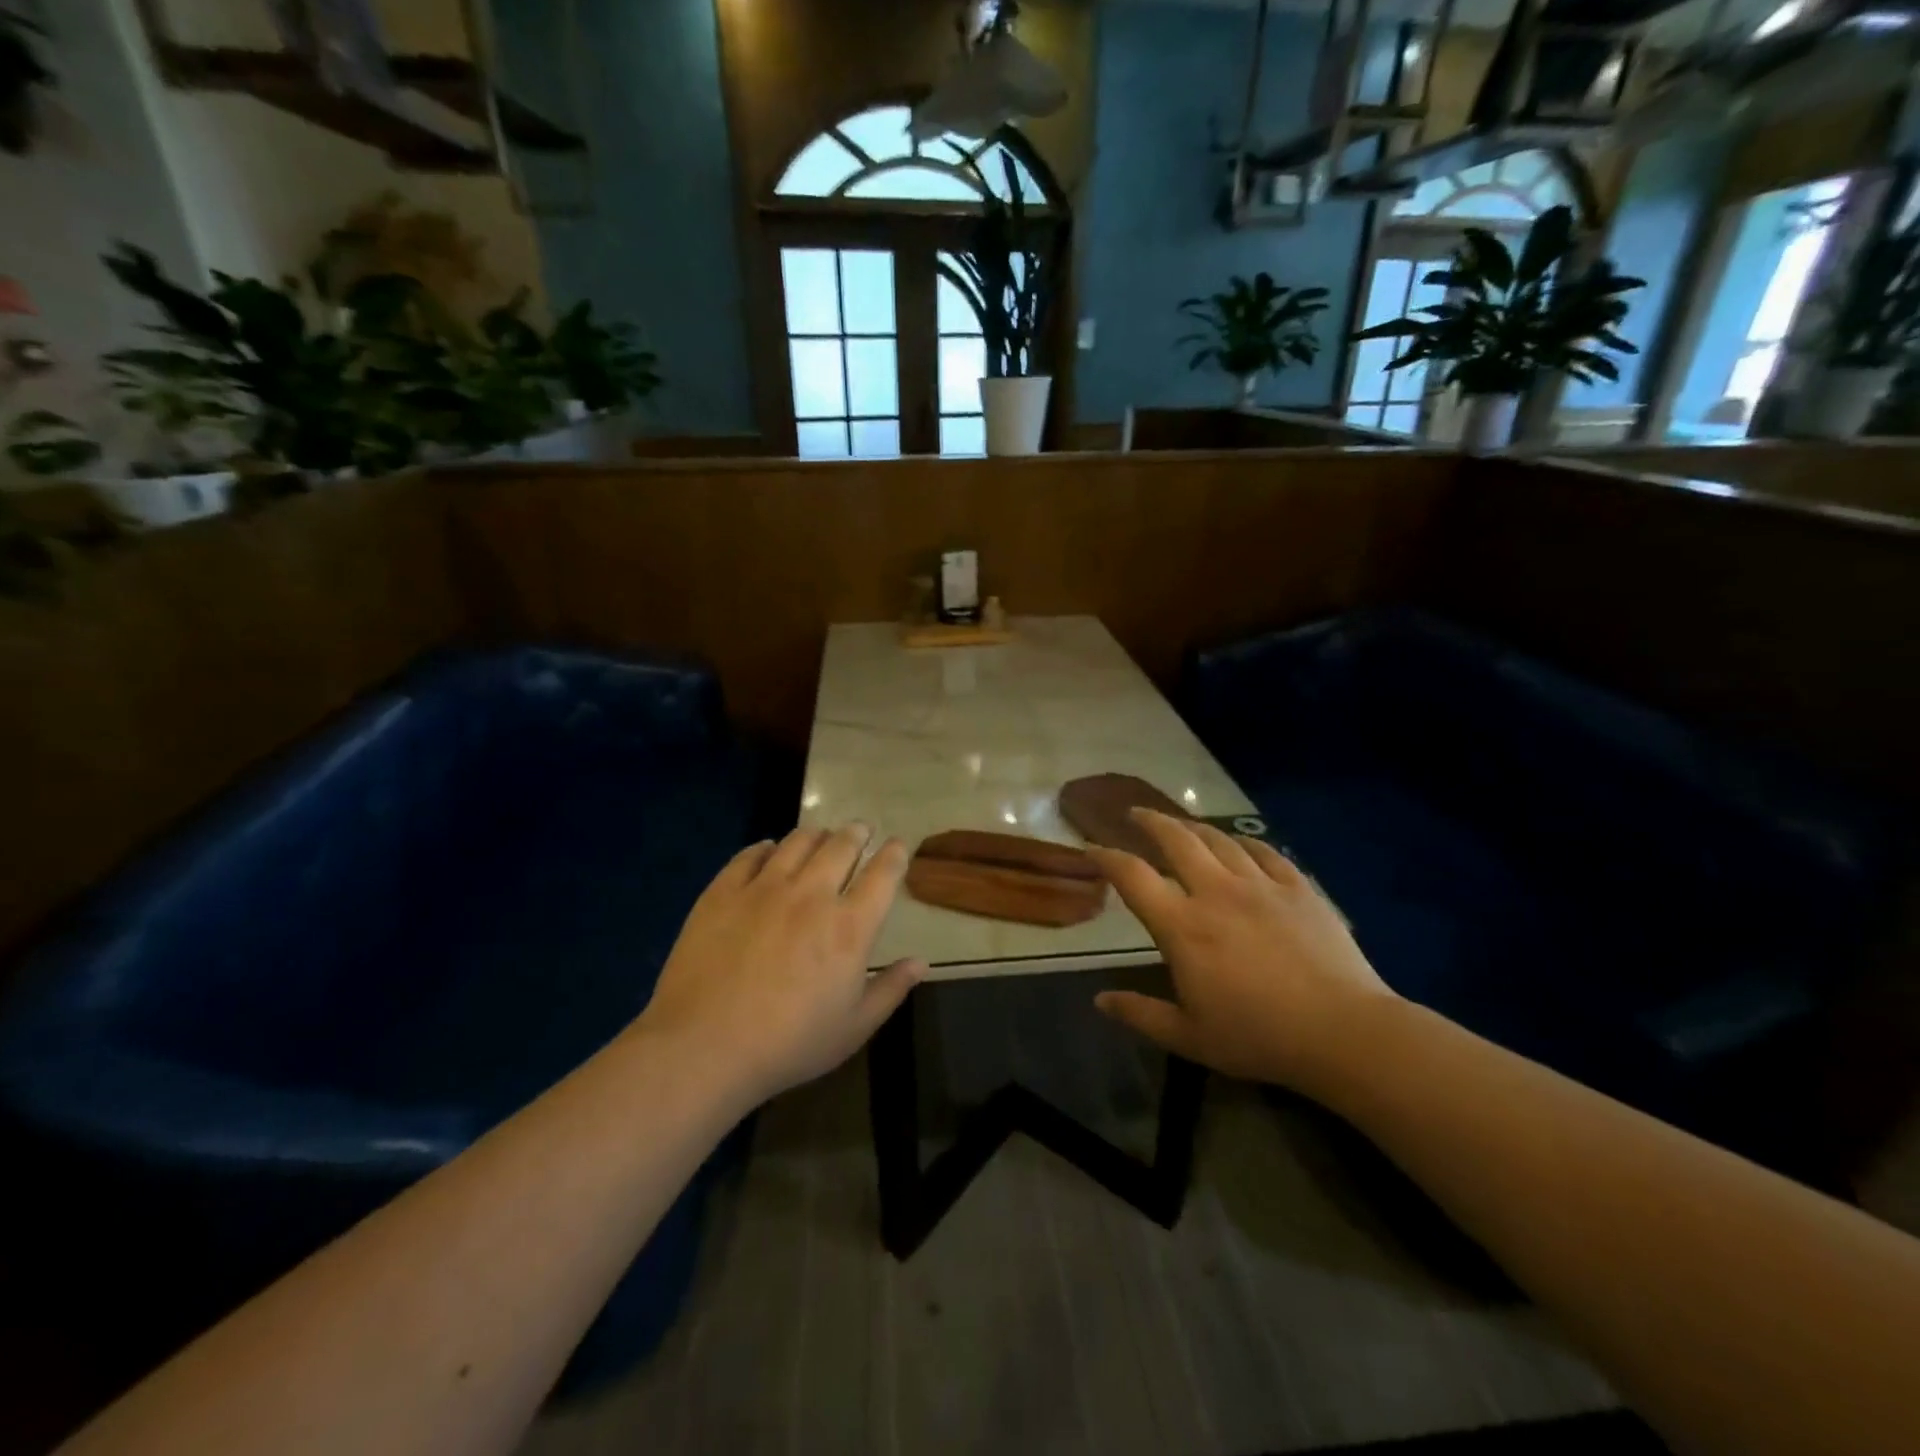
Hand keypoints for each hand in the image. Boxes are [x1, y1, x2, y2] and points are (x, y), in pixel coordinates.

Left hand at [637, 825, 923, 1103]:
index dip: (895, 855)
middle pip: (842, 846)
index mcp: (850, 927)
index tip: (898, 845)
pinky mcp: (723, 892)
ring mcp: (764, 888)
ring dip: (816, 834)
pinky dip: (765, 848)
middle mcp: (812, 895)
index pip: (883, 875)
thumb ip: (890, 990)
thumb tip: (920, 962)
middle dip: (857, 834)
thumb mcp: (853, 1028)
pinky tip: (768, 850)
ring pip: (797, 842)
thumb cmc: (789, 1044)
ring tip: (820, 835)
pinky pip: (750, 855)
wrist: (705, 1046)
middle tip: (861, 830)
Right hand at [1088, 811, 1397, 1092]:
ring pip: (1219, 840)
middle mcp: (1216, 892)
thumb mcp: (1189, 1037)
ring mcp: (1260, 886)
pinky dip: (1244, 842)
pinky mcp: (1298, 889)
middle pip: (1176, 839)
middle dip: (1150, 821)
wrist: (1344, 1033)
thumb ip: (1140, 1014)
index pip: (1133, 876)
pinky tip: (1240, 844)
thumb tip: (1100, 1000)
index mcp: (1183, 926)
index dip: (1106, 857)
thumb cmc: (1259, 1037)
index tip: (1091, 849)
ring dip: (1193, 827)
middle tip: (1135, 814)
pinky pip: (1265, 852)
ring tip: (1181, 824)